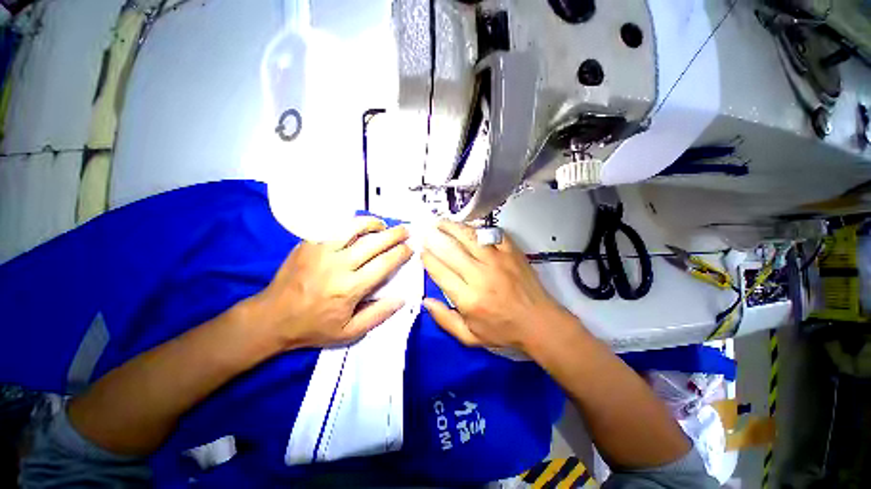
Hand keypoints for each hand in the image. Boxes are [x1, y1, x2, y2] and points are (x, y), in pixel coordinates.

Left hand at [245, 217, 411, 349]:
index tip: (410, 248)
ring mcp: (321, 250)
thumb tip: (402, 298)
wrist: (272, 318)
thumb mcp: (349, 333)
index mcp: (350, 288)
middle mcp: (338, 264)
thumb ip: (379, 315)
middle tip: (406, 230)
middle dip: (395, 234)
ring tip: (383, 226)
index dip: (401, 253)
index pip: (385, 263)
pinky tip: (358, 228)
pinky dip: (351, 224)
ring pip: (354, 227)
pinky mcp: (308, 243)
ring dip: (373, 223)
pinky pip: (334, 226)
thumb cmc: (313, 327)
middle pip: (374, 242)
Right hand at [422, 220, 567, 352]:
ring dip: (451, 227)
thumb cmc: (503, 331)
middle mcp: (480, 276)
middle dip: (433, 238)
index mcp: (468, 298)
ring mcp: (497, 260)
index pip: (440, 272)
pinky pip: (490, 233)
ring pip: (468, 237)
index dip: (427, 258)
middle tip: (424, 231)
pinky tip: (467, 227)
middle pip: (450, 250)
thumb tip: (425, 301)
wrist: (539, 323)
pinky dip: (476, 228)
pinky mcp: (511, 252)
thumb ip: (444, 319)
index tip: (421, 251)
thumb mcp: (470, 337)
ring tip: (440, 222)